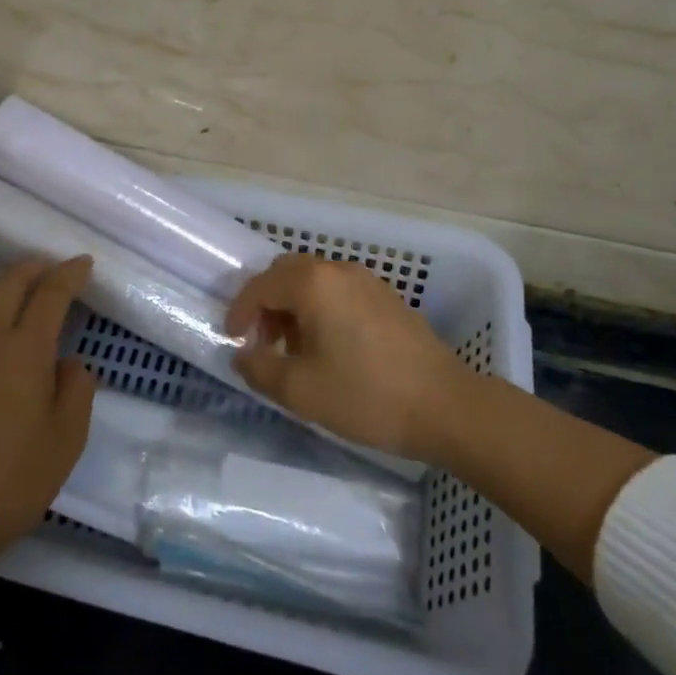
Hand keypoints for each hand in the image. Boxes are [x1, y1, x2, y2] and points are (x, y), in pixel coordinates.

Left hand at [0, 257, 95, 574]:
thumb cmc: (11, 480)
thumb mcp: (67, 439)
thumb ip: (77, 389)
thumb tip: (68, 363)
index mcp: (26, 349)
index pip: (52, 292)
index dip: (71, 273)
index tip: (84, 264)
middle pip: (12, 281)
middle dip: (36, 267)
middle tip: (53, 270)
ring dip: (5, 284)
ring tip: (19, 295)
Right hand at [224, 253, 473, 461]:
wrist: (444, 405)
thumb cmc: (366, 395)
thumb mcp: (301, 390)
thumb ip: (260, 368)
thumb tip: (242, 354)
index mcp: (313, 284)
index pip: (261, 285)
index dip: (240, 310)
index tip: (231, 338)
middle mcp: (338, 270)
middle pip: (286, 272)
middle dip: (266, 303)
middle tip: (261, 341)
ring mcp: (366, 280)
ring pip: (314, 280)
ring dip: (293, 305)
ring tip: (293, 349)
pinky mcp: (386, 296)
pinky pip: (338, 290)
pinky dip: (320, 307)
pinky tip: (327, 346)